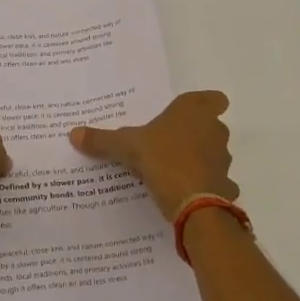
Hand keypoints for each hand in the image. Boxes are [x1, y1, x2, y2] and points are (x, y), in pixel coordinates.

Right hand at [69, 90, 236, 220]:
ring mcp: (223, 158)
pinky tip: (188, 193)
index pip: (214, 98)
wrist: (193, 202)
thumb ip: (102, 140)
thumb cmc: (162, 159)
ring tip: (173, 170)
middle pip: (211, 126)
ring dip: (200, 159)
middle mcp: (214, 130)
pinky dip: (206, 186)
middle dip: (195, 134)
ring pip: (215, 153)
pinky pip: (217, 181)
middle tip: (169, 143)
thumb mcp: (126, 147)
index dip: (206, 105)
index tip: (189, 115)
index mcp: (193, 111)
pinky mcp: (226, 184)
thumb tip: (73, 133)